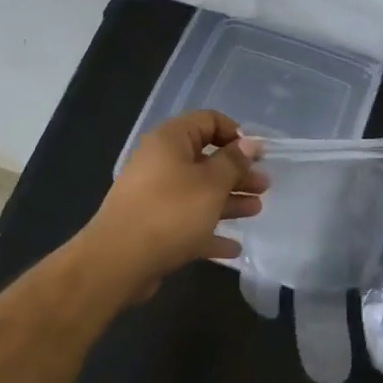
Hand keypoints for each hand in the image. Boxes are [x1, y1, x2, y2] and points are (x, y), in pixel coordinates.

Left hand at [84, 110, 267, 290]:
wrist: (118, 262)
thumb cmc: (170, 212)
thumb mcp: (211, 184)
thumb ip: (233, 162)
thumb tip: (250, 143)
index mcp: (170, 141)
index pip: (207, 121)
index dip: (235, 134)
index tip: (257, 155)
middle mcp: (160, 162)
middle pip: (205, 160)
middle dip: (237, 173)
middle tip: (264, 186)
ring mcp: (154, 196)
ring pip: (198, 192)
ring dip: (228, 201)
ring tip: (256, 211)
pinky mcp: (153, 227)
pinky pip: (187, 223)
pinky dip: (209, 231)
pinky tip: (233, 247)